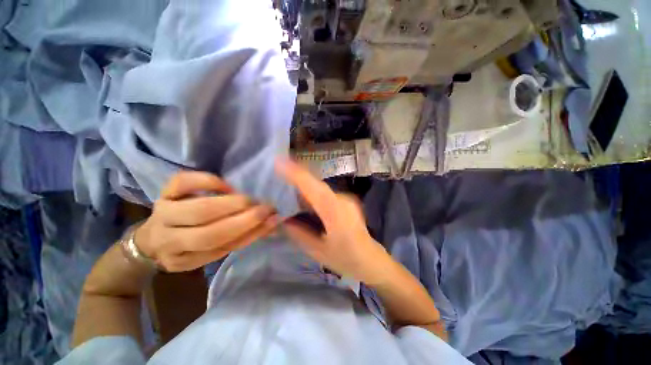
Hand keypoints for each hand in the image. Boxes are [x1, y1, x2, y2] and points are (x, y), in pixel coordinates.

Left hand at [134, 171, 277, 271]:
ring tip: (251, 200)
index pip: (220, 247)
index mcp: (183, 258)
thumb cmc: (192, 245)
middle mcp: (168, 238)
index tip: (272, 219)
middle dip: (243, 219)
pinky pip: (183, 182)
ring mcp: (163, 212)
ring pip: (198, 209)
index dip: (249, 232)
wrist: (155, 237)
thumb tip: (273, 224)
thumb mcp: (214, 251)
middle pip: (208, 231)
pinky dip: (208, 181)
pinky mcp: (164, 191)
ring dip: (231, 204)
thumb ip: (243, 238)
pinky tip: (226, 186)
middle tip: (266, 208)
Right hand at [277, 160, 392, 284]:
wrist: (371, 260)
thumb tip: (281, 219)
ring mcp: (346, 199)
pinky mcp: (345, 201)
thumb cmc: (346, 259)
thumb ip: (298, 233)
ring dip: (303, 185)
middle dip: (296, 177)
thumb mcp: (318, 251)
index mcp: (336, 212)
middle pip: (316, 185)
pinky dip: (311, 192)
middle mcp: (342, 200)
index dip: (297, 174)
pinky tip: (301, 197)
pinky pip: (325, 193)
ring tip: (284, 184)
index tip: (279, 162)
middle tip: (277, 173)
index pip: (314, 188)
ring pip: (320, 188)